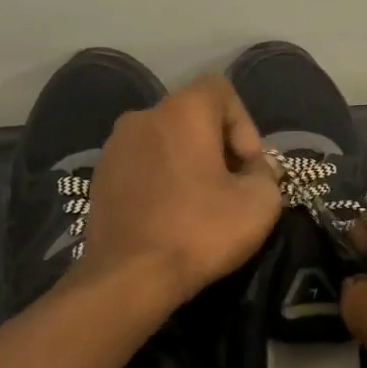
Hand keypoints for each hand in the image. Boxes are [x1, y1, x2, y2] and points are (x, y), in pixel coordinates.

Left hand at [78, 74, 281, 306]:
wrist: (129, 277)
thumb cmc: (200, 231)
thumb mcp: (259, 204)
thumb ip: (267, 174)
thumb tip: (256, 170)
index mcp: (183, 111)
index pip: (221, 90)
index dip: (244, 124)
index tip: (248, 166)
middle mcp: (144, 116)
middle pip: (192, 116)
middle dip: (218, 145)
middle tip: (232, 187)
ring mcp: (115, 146)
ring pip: (165, 140)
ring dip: (187, 162)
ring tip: (200, 203)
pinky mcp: (99, 176)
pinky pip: (142, 164)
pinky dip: (161, 179)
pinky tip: (170, 215)